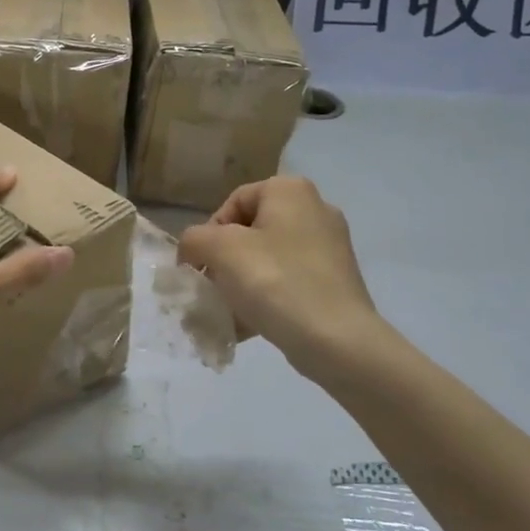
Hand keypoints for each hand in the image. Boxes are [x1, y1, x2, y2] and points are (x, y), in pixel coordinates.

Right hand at [177, 176, 385, 376]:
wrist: (336, 339)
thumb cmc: (274, 281)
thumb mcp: (219, 250)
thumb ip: (193, 240)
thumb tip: (192, 252)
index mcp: (290, 190)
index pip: (232, 203)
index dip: (208, 235)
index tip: (200, 267)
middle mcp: (316, 209)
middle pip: (250, 232)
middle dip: (224, 262)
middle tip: (213, 289)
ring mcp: (331, 247)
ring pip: (268, 260)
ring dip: (242, 283)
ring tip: (229, 312)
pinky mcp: (337, 281)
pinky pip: (289, 282)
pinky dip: (267, 298)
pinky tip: (251, 325)